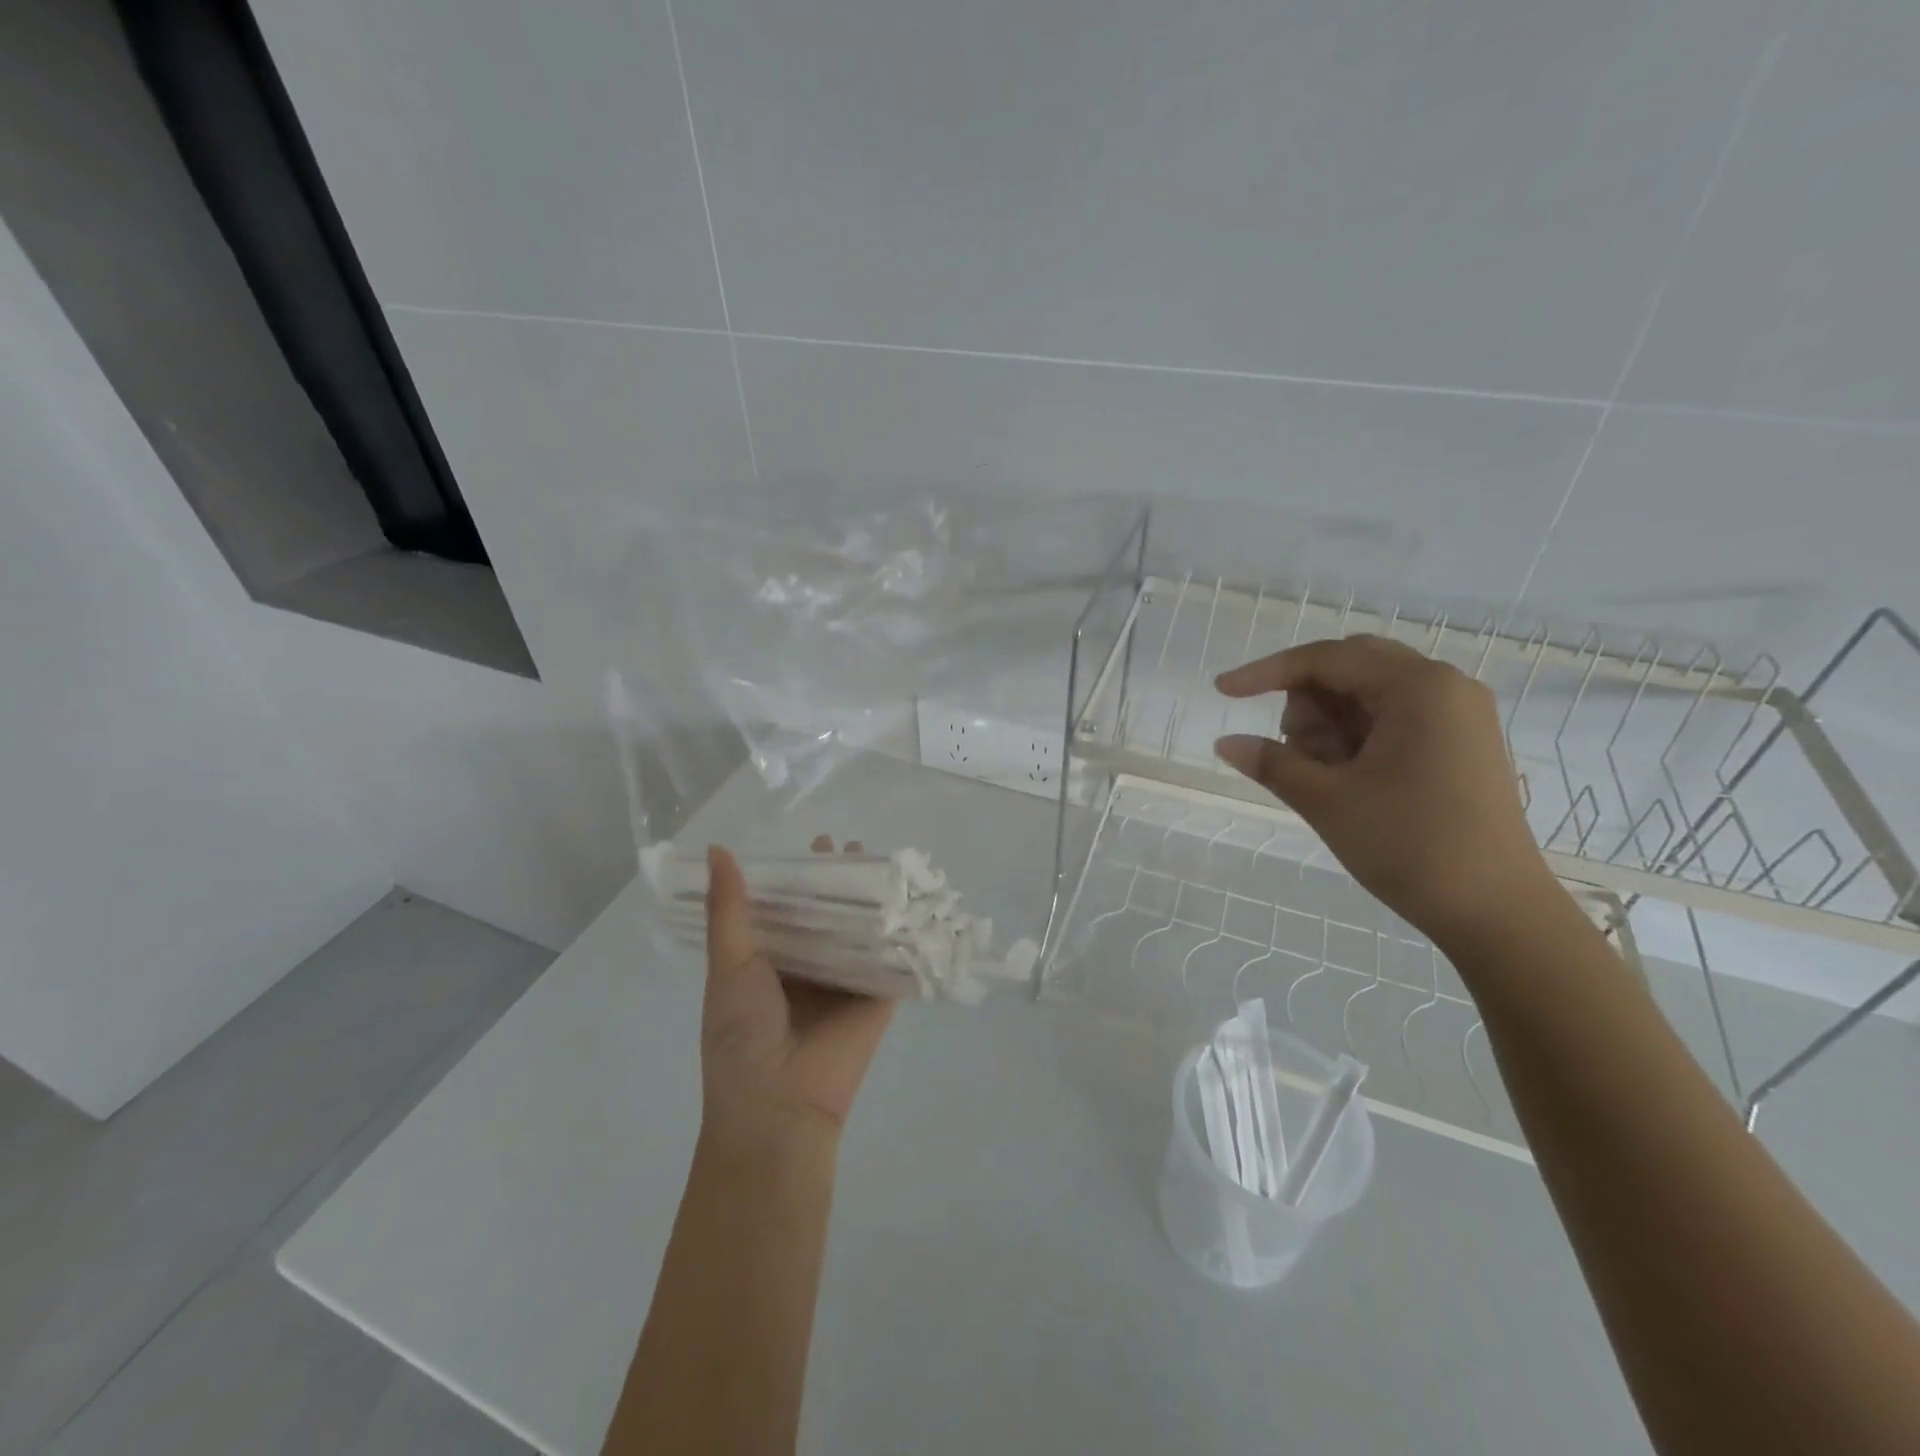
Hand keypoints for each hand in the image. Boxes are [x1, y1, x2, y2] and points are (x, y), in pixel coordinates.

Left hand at [700, 843, 893, 1145]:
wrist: (777, 1105)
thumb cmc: (741, 1034)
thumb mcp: (729, 965)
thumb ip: (729, 909)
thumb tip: (717, 849)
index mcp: (771, 959)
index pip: (790, 906)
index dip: (802, 875)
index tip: (817, 843)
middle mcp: (811, 965)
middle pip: (831, 913)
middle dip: (843, 882)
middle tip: (855, 846)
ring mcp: (847, 981)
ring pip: (864, 931)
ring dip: (875, 900)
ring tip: (888, 863)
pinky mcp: (878, 996)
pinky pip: (892, 959)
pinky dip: (903, 933)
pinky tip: (916, 899)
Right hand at [1214, 635, 1558, 945]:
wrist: (1498, 914)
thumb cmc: (1410, 846)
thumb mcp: (1327, 801)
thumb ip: (1272, 762)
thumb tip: (1225, 743)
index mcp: (1418, 687)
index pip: (1325, 659)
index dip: (1266, 672)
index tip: (1222, 692)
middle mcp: (1444, 687)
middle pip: (1349, 668)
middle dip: (1308, 704)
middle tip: (1298, 754)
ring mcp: (1458, 716)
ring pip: (1369, 694)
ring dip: (1331, 725)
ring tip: (1327, 778)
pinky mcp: (1460, 745)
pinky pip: (1393, 719)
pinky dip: (1358, 739)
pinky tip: (1349, 779)